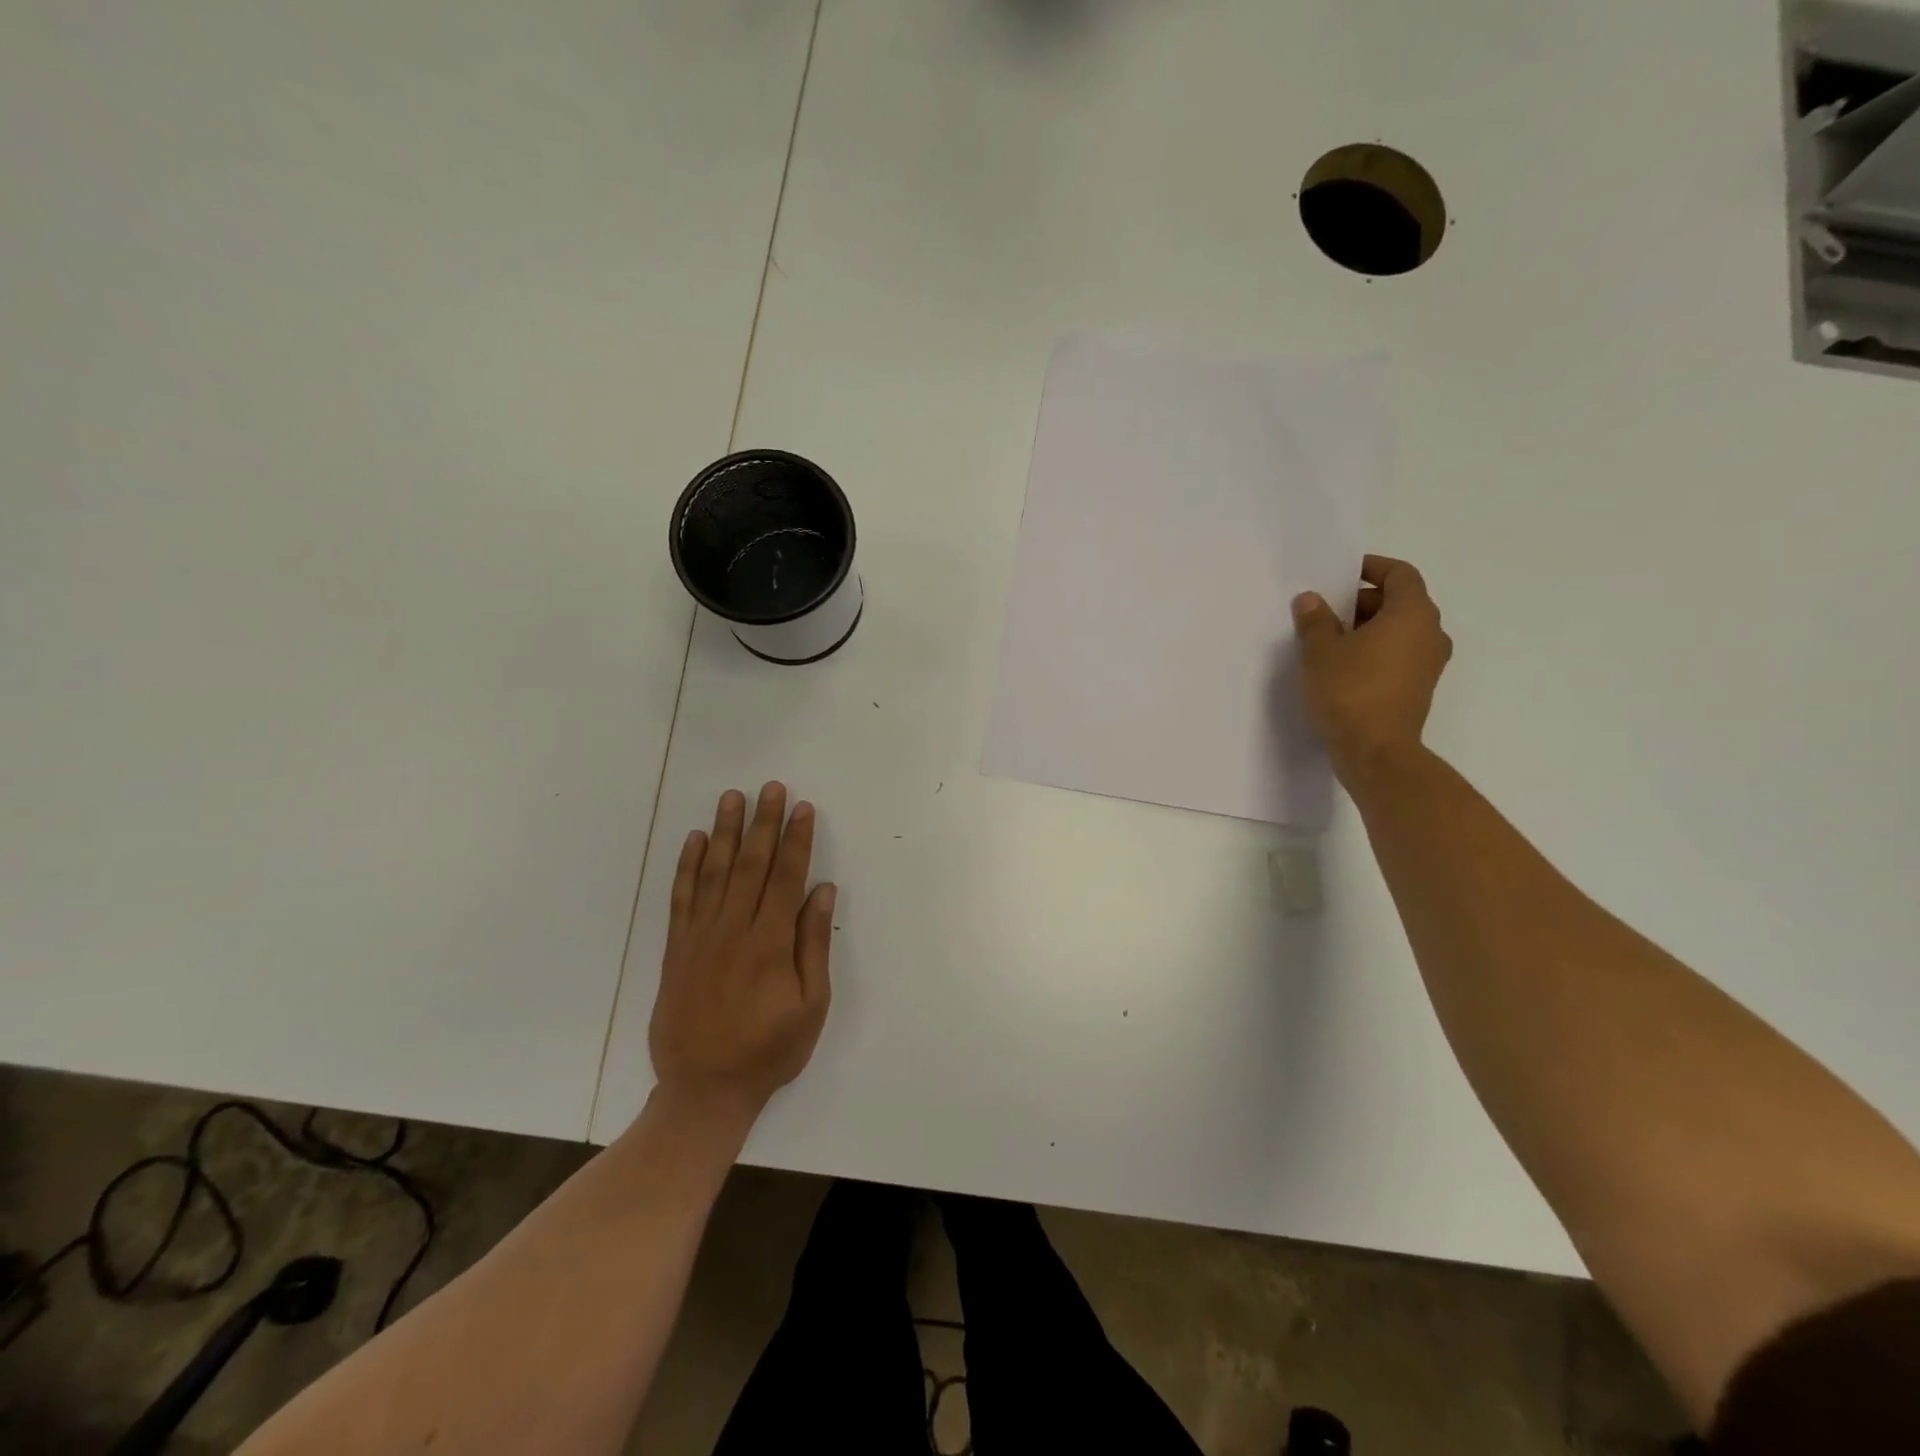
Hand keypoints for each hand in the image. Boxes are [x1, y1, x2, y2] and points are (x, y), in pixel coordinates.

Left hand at [649, 783, 834, 1129]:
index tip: (803, 807)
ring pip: (714, 871)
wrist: (703, 1089)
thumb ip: (813, 944)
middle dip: (764, 823)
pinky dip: (687, 866)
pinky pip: (681, 897)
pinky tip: (693, 840)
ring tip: (732, 798)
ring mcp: (700, 936)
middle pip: (750, 863)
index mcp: (770, 941)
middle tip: (770, 788)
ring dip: (724, 831)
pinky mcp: (676, 948)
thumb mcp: (810, 1005)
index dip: (796, 839)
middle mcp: (733, 928)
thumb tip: (822, 892)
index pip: (786, 876)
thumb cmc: (768, 1050)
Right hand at [1292, 555, 1451, 784]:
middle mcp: (1430, 633)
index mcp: (1412, 614)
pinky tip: (1343, 666)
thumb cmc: (1349, 691)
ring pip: (1399, 630)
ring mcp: (1429, 663)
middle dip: (1363, 601)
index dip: (1372, 568)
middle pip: (1400, 601)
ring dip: (1368, 628)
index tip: (1342, 574)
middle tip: (1326, 610)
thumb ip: (1315, 620)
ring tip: (1330, 640)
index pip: (1400, 574)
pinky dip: (1375, 651)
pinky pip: (1398, 655)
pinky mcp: (1419, 688)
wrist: (1375, 751)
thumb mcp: (1320, 651)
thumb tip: (1312, 600)